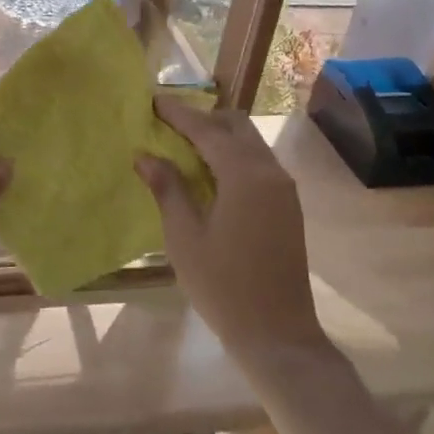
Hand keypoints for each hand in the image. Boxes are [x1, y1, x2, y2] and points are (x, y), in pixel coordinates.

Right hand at [137, 97, 325, 362]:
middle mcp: (270, 172)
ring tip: (183, 146)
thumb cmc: (223, 286)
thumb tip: (145, 155)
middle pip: (236, 126)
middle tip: (168, 124)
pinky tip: (209, 173)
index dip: (179, 113)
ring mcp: (284, 189)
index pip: (207, 129)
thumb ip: (167, 189)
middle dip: (202, 119)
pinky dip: (233, 157)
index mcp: (245, 175)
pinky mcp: (287, 206)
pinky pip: (258, 164)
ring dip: (219, 137)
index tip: (153, 100)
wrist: (277, 333)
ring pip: (250, 144)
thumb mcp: (184, 237)